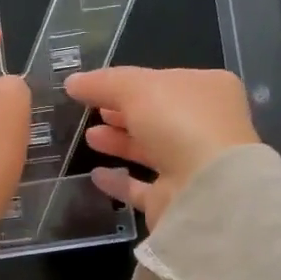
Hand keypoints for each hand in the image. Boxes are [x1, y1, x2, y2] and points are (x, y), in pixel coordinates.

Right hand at [63, 66, 259, 229]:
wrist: (206, 189)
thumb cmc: (179, 122)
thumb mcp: (136, 88)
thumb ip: (103, 83)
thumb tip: (72, 82)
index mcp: (208, 89)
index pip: (163, 81)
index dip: (129, 83)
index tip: (96, 87)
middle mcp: (205, 126)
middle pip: (156, 116)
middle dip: (122, 113)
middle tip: (92, 111)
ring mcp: (192, 164)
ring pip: (150, 150)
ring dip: (119, 143)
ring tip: (90, 137)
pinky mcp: (176, 197)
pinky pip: (142, 186)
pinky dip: (120, 180)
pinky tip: (96, 175)